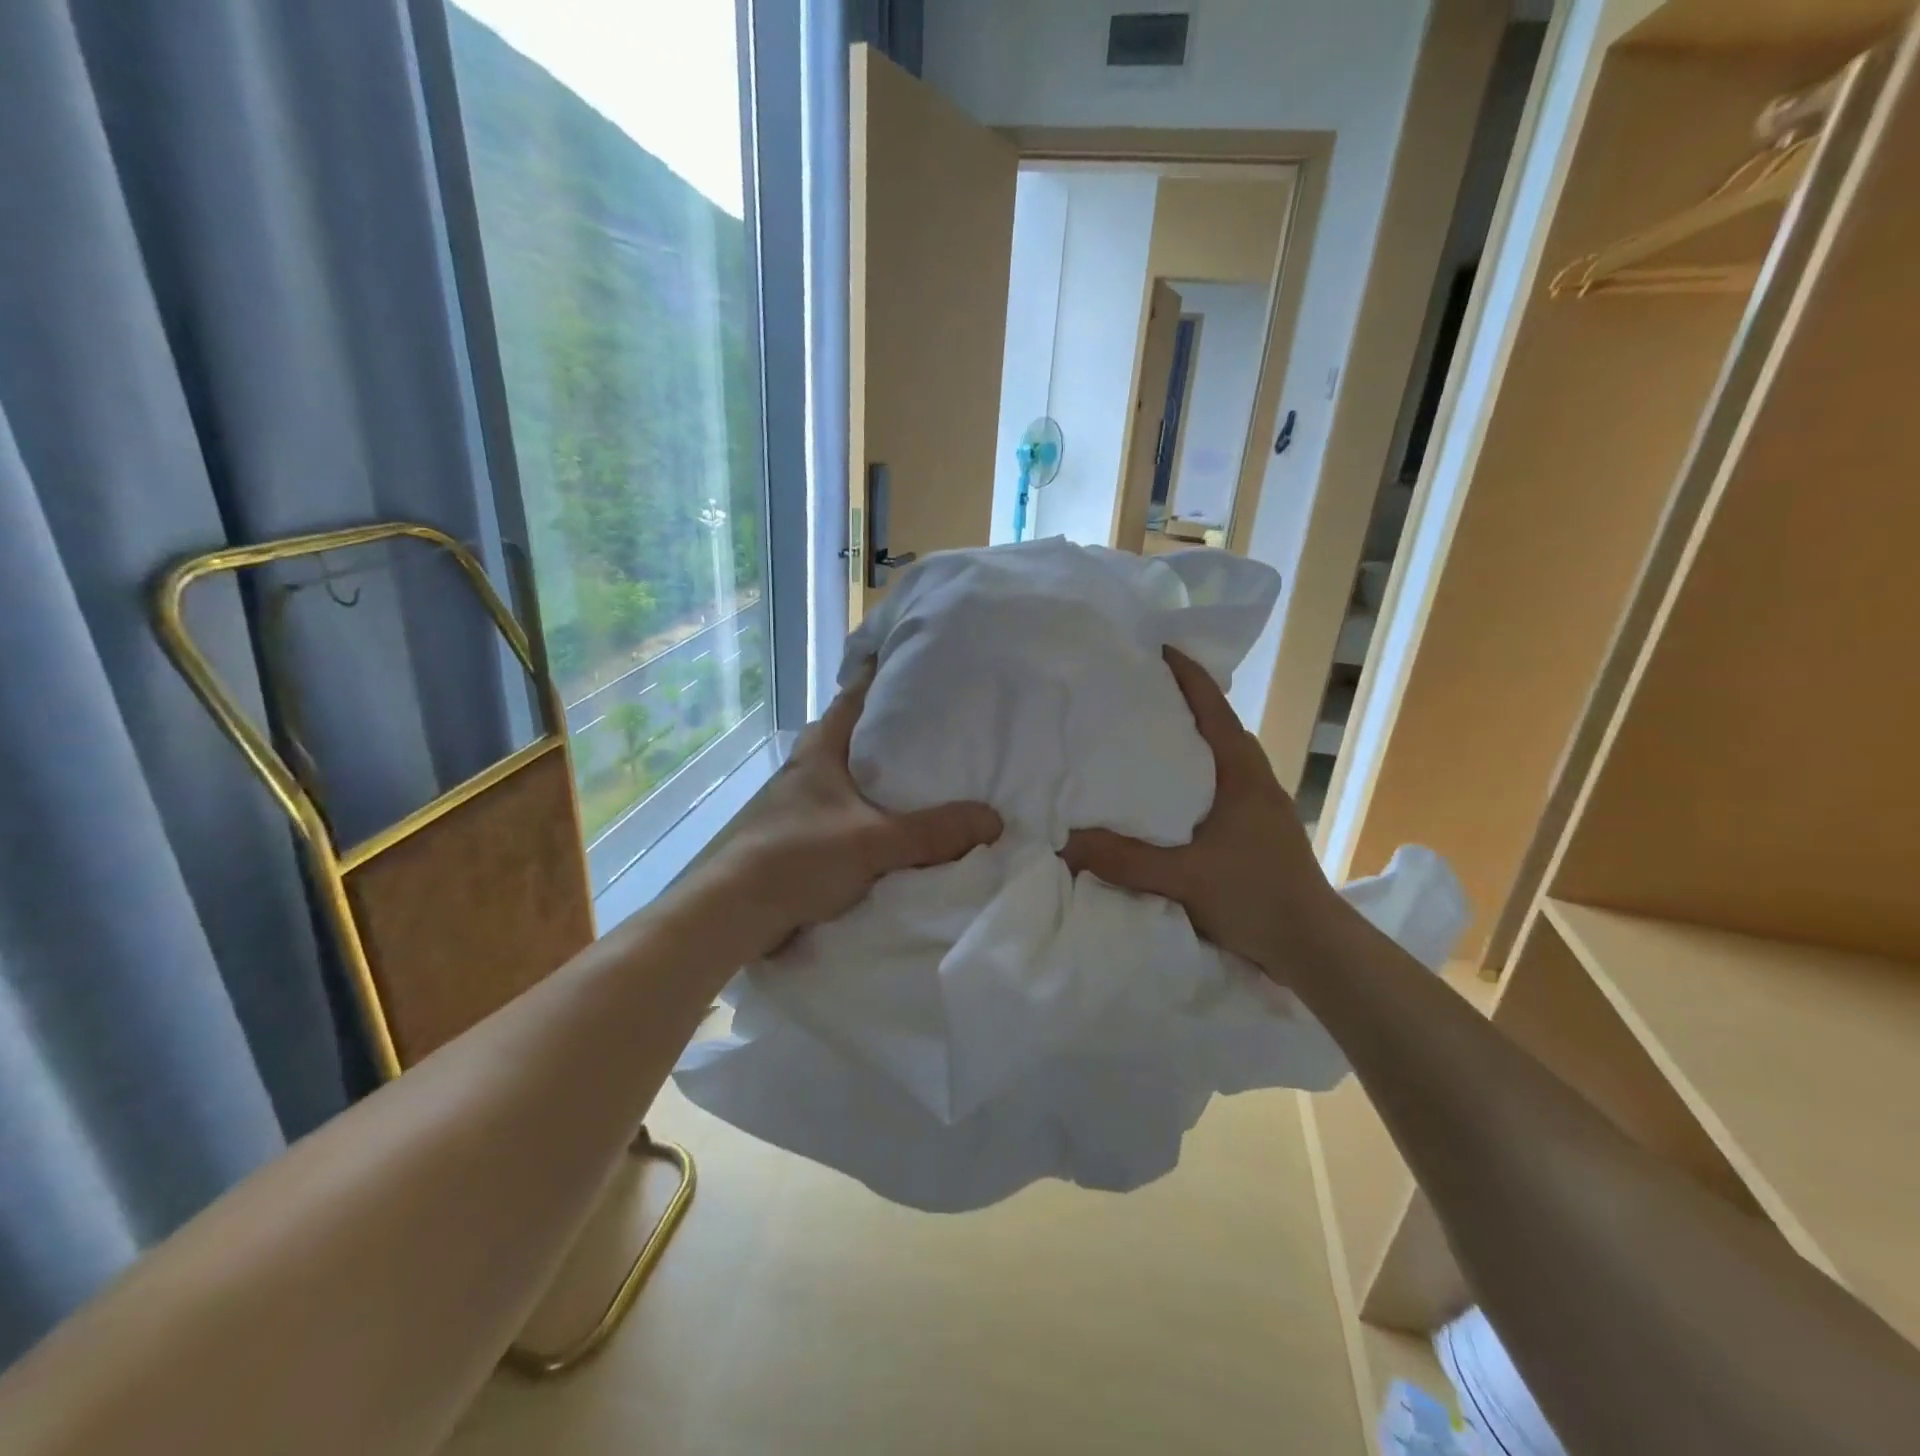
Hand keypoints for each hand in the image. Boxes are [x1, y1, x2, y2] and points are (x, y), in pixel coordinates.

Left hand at [702, 662, 1001, 956]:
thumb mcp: (874, 842)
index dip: (878, 675)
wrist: (733, 912)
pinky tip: (888, 825)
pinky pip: (839, 811)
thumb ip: (933, 833)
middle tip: (932, 725)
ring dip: (873, 773)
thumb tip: (994, 820)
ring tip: (919, 776)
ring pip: (843, 775)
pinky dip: (864, 811)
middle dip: (885, 728)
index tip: (911, 661)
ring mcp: (795, 803)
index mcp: (821, 750)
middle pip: (849, 734)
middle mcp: (805, 768)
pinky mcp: (794, 836)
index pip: (853, 697)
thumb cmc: (798, 857)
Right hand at [1062, 647, 1345, 981]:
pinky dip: (1194, 775)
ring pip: (1221, 758)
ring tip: (1147, 738)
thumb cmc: (1256, 898)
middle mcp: (1255, 780)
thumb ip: (1122, 861)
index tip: (1157, 648)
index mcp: (1242, 774)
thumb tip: (1062, 843)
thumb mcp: (1182, 878)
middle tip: (1137, 693)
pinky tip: (1168, 796)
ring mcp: (1262, 806)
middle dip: (1183, 703)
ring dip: (1191, 741)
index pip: (1213, 709)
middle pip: (1218, 726)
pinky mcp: (1259, 830)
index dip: (1187, 676)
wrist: (1316, 949)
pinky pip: (1221, 785)